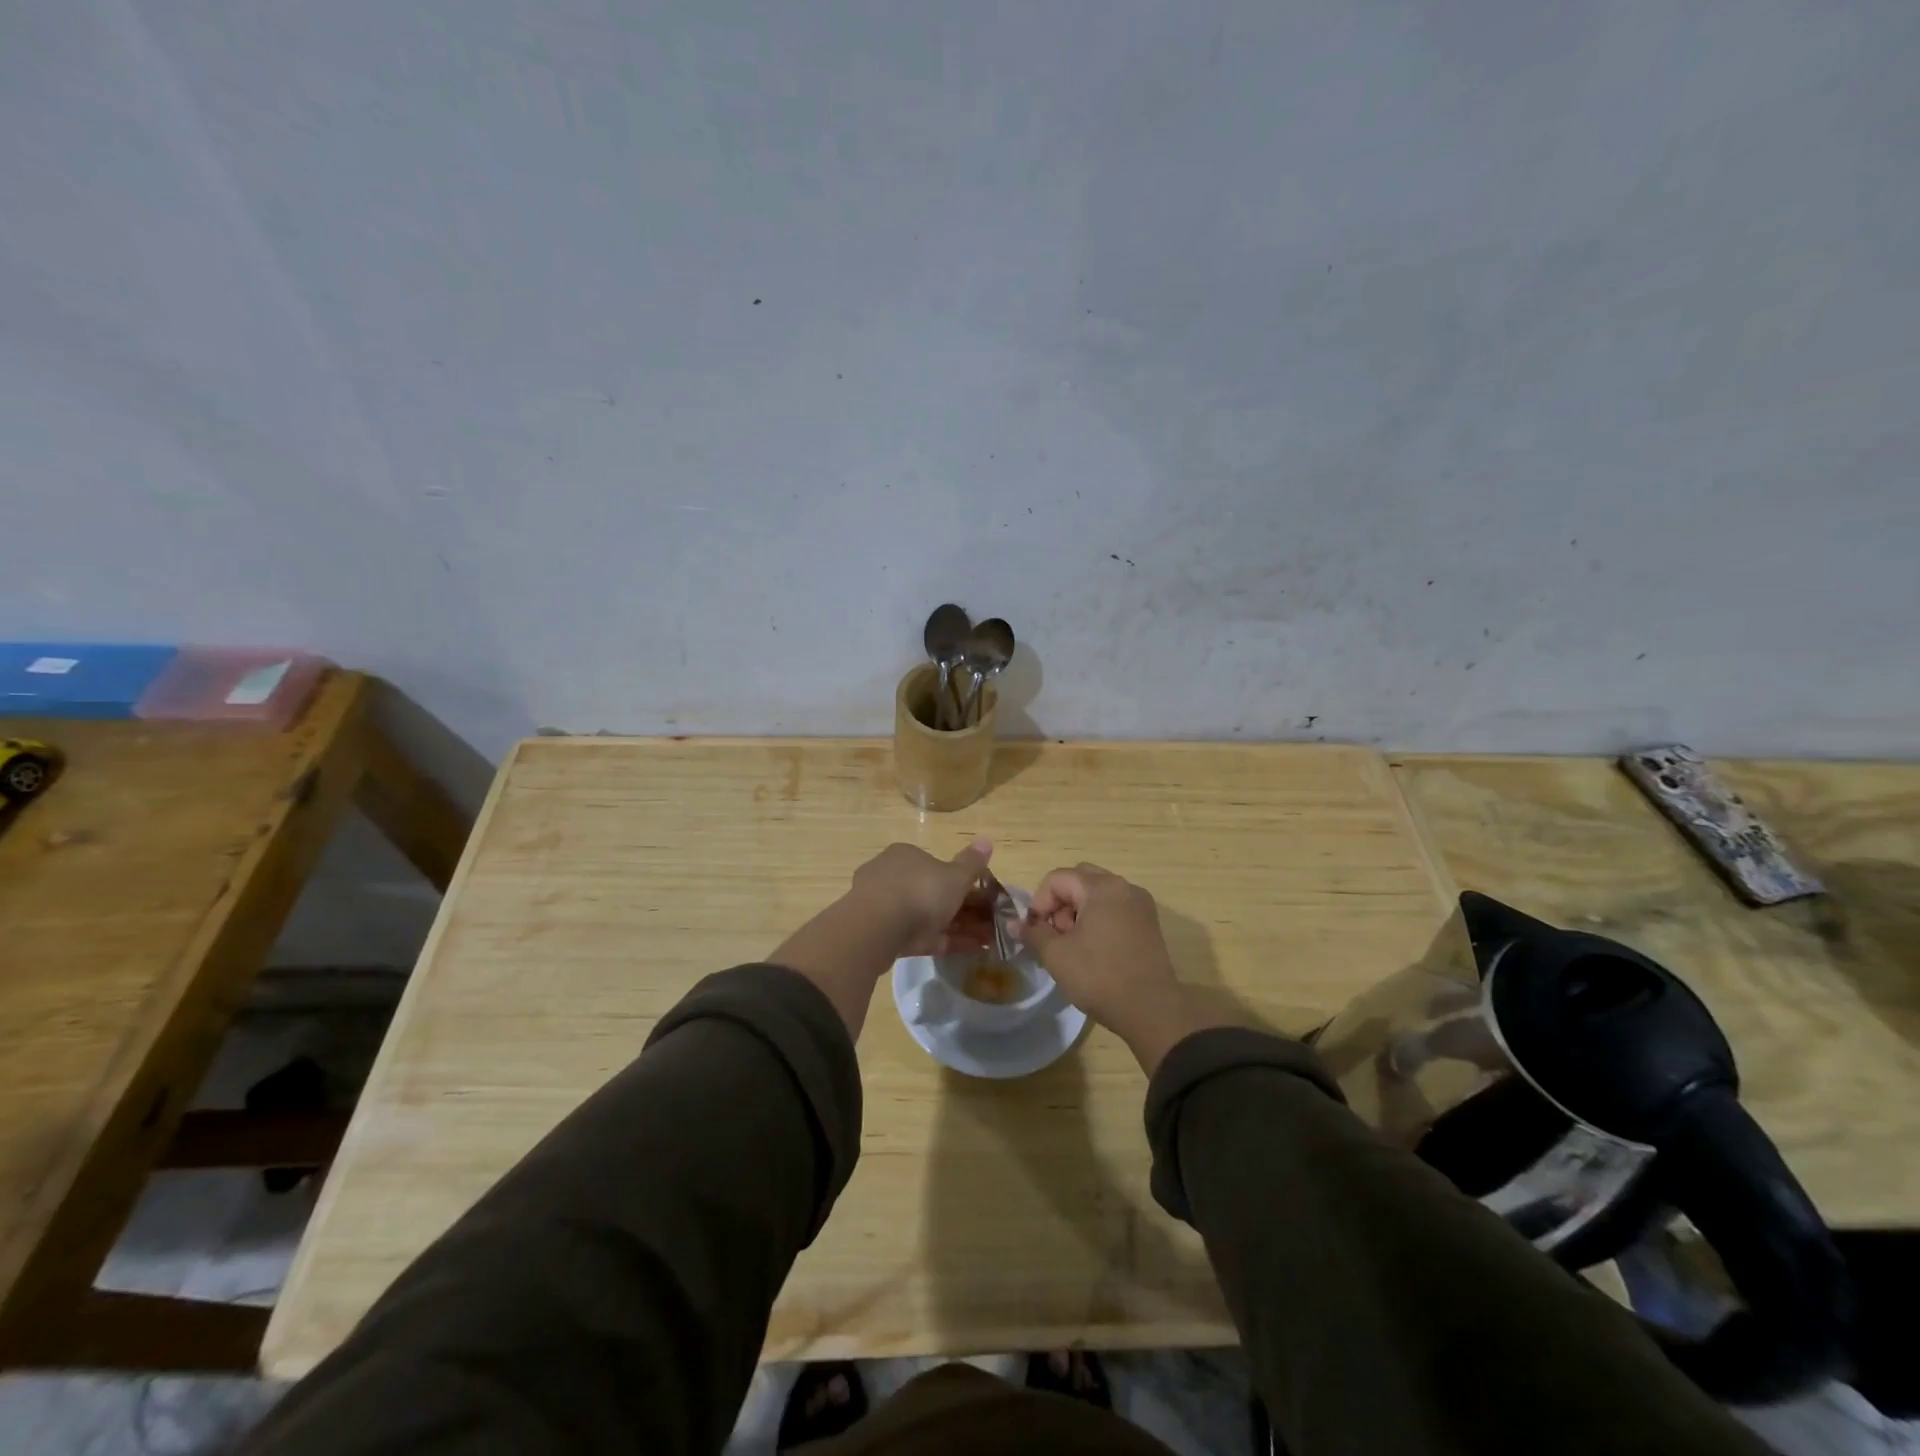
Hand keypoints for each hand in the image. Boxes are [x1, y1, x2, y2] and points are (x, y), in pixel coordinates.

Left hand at [849, 839, 993, 957]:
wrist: (877, 929)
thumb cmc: (920, 892)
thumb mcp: (954, 876)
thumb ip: (971, 863)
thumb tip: (986, 840)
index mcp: (906, 855)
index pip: (937, 865)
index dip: (963, 882)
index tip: (984, 898)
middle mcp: (891, 875)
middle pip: (932, 892)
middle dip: (963, 909)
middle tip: (989, 925)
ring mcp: (883, 906)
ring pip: (926, 916)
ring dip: (957, 927)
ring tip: (986, 942)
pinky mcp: (881, 934)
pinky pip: (918, 935)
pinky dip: (943, 941)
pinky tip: (968, 951)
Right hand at [1021, 862, 1222, 1073]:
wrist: (1151, 1009)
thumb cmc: (1099, 976)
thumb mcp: (1056, 955)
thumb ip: (1033, 933)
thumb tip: (1014, 924)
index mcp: (1101, 887)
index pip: (1057, 878)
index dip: (1039, 902)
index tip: (1035, 931)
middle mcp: (1124, 887)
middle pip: (1080, 880)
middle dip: (1060, 902)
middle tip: (1055, 934)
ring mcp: (1140, 904)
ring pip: (1098, 894)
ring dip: (1078, 911)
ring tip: (1072, 945)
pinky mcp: (1148, 923)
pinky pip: (1115, 907)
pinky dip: (1098, 918)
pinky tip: (1093, 949)